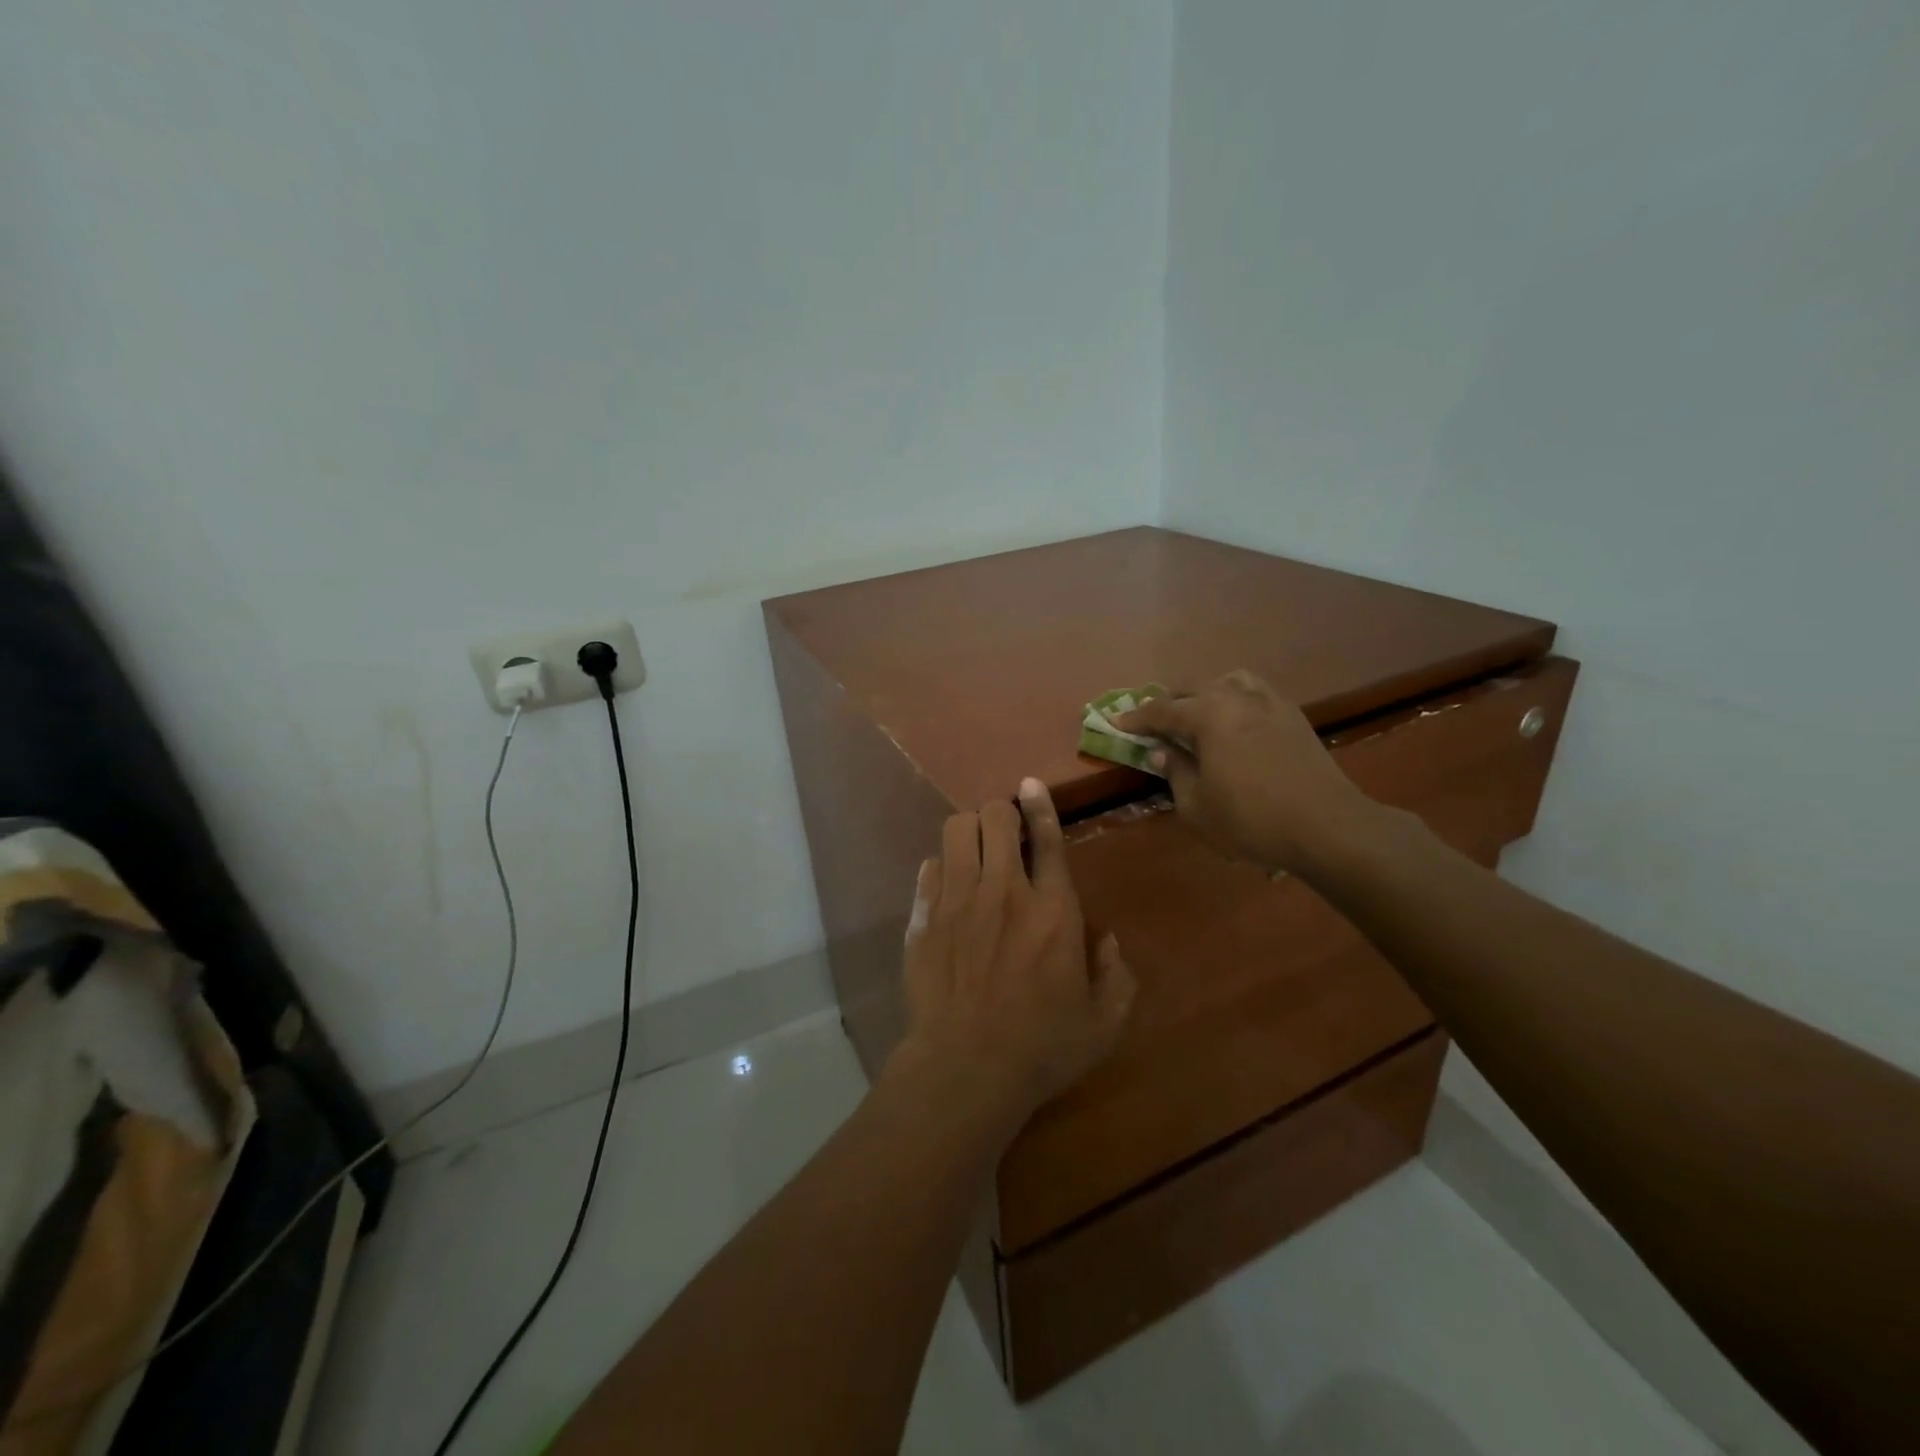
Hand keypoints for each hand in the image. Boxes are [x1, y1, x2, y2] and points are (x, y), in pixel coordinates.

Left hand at [891, 779, 1134, 1128]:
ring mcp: (958, 900)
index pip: (1048, 838)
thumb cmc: (1042, 1048)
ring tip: (976, 850)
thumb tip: (1106, 941)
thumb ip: (1116, 976)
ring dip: (970, 830)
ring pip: (956, 830)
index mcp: (1053, 909)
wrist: (966, 1069)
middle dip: (1002, 813)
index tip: (1030, 784)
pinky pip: (929, 867)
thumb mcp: (1103, 1022)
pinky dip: (941, 867)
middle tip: (1005, 832)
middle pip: (995, 817)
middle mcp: (1004, 891)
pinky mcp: (924, 918)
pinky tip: (948, 885)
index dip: (1041, 804)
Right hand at [1114, 670, 1377, 873]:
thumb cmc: (1251, 819)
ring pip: (1229, 681)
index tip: (1116, 723)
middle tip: (1154, 722)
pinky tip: (1236, 722)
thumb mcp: (1197, 805)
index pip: (1161, 711)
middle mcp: (1237, 697)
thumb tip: (1160, 751)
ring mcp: (1270, 703)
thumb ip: (1175, 771)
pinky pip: (1256, 693)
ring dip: (1206, 693)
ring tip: (1197, 714)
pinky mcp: (1294, 716)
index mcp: (1208, 715)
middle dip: (1169, 702)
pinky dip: (1236, 700)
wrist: (1327, 826)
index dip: (1136, 719)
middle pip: (1194, 687)